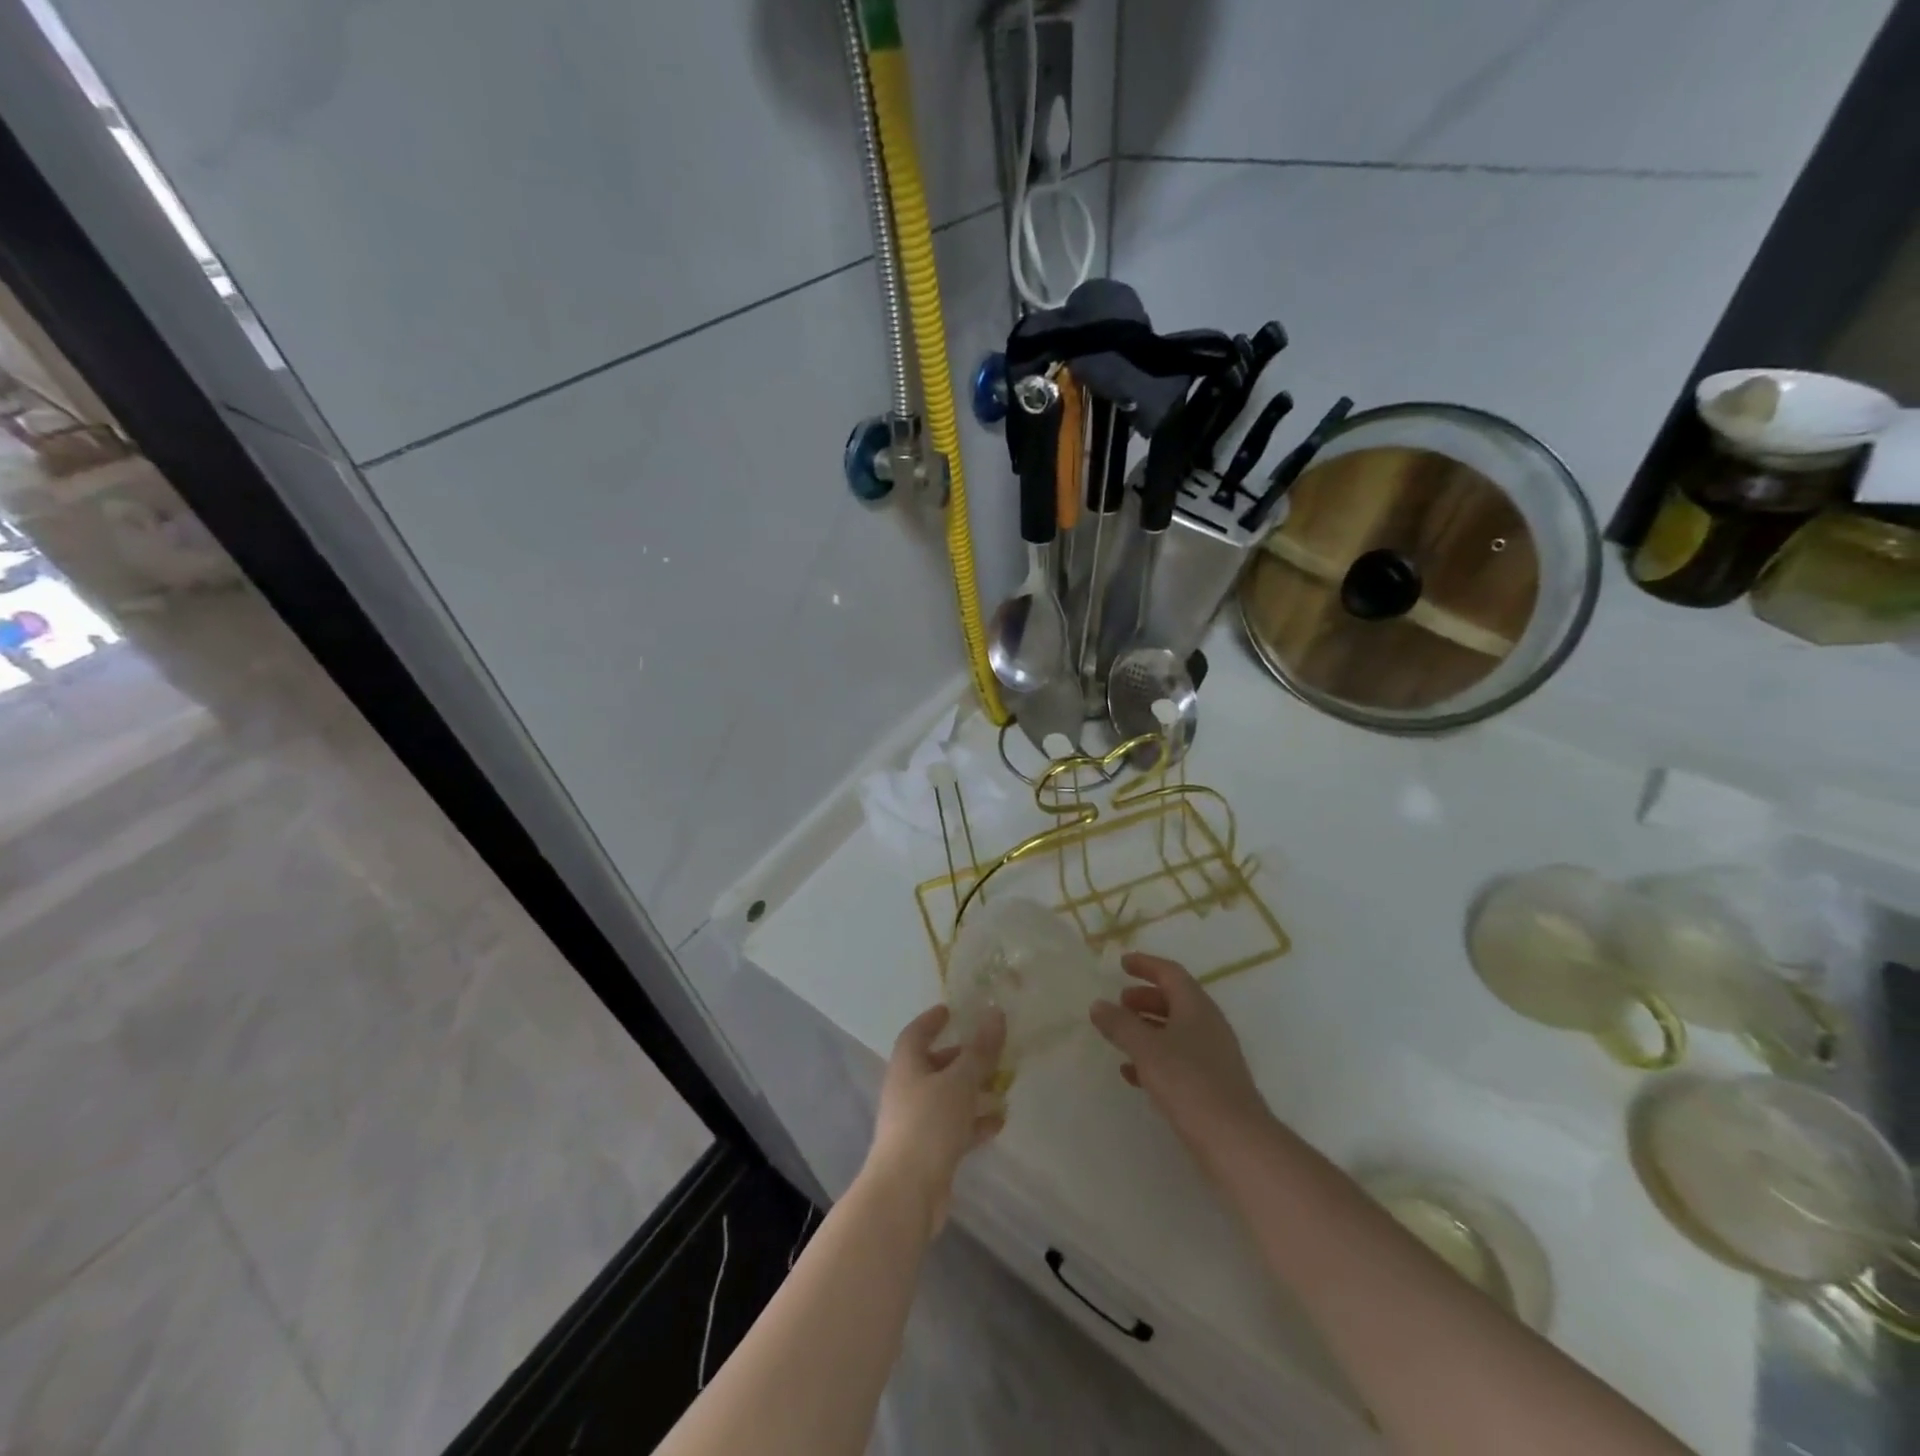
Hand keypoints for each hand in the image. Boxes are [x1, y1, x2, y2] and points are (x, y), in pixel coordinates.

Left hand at [862, 1004, 1006, 1237]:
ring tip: (1002, 1085)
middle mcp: (907, 1090)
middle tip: (989, 1050)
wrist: (906, 1193)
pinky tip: (998, 1122)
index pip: (916, 1033)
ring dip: (972, 1090)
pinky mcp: (928, 1152)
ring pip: (947, 1097)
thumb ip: (980, 1050)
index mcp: (907, 1066)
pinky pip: (954, 1128)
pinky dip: (974, 1122)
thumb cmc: (929, 1124)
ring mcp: (916, 1123)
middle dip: (961, 1057)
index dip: (932, 1021)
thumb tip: (995, 1012)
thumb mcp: (960, 1081)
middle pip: (934, 1065)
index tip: (952, 1011)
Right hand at [1090, 953, 1271, 1152]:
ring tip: (1120, 1036)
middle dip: (1145, 999)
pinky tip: (1133, 1074)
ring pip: (1176, 1031)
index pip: (1170, 973)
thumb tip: (1098, 1005)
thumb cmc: (1189, 1083)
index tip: (1122, 963)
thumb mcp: (1147, 1049)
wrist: (1235, 1141)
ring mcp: (1213, 1056)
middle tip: (1119, 1003)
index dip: (1146, 965)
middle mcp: (1208, 1025)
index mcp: (1196, 1007)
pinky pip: (1179, 1059)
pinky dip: (1155, 1058)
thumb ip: (1120, 1025)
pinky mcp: (1212, 1085)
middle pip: (1175, 1000)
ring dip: (1148, 1029)